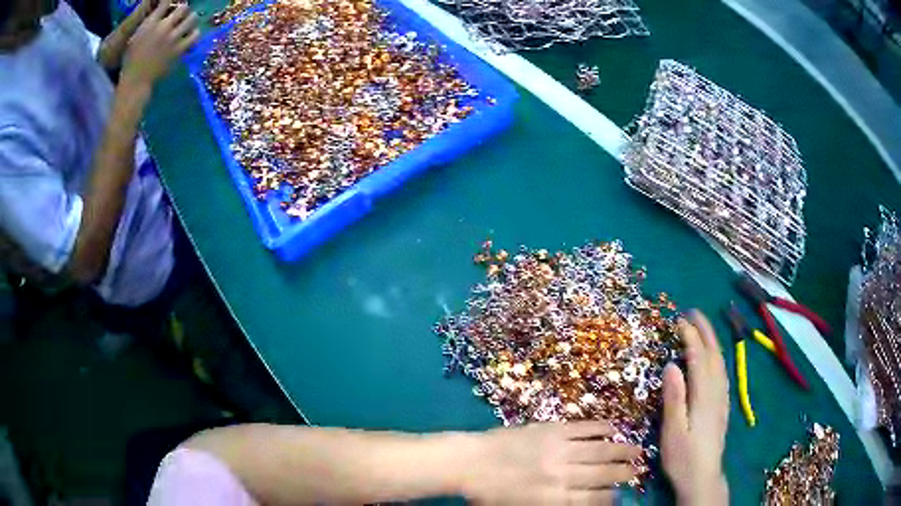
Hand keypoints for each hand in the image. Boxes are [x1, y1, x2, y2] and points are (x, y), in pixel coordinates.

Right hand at [122, 0, 198, 85]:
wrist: (136, 82)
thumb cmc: (132, 60)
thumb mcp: (135, 37)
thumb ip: (148, 22)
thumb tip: (158, 11)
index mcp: (150, 24)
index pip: (166, 1)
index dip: (171, 1)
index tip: (171, 4)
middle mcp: (163, 28)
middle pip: (183, 8)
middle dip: (183, 10)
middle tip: (180, 16)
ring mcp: (172, 39)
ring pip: (192, 19)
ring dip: (191, 20)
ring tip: (187, 25)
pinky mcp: (179, 51)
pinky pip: (195, 36)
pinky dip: (194, 34)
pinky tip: (190, 36)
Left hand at [461, 421, 641, 504]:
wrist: (469, 463)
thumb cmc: (491, 494)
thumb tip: (583, 502)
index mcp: (553, 499)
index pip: (592, 500)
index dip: (611, 497)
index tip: (622, 494)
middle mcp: (562, 475)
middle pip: (602, 475)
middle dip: (623, 473)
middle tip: (638, 471)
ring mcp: (558, 449)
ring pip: (599, 450)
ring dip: (621, 451)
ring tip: (638, 451)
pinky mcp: (552, 429)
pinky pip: (583, 427)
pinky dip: (601, 428)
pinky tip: (614, 428)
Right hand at [661, 311, 728, 504]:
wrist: (703, 477)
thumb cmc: (683, 457)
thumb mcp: (673, 432)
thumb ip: (674, 398)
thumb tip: (671, 365)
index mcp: (703, 396)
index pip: (698, 358)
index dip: (691, 337)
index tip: (679, 320)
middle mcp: (717, 392)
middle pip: (713, 355)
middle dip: (705, 331)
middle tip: (694, 312)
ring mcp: (722, 399)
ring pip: (720, 363)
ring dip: (712, 341)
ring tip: (703, 327)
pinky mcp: (723, 406)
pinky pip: (722, 373)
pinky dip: (717, 357)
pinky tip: (713, 358)